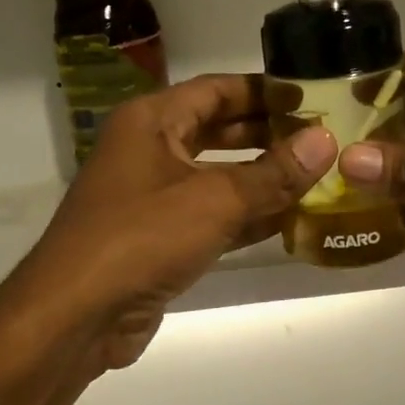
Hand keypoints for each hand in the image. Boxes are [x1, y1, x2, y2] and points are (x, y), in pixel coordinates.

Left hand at [0, 75, 335, 371]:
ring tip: (316, 177)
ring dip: (263, 179)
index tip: (311, 98)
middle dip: (268, 134)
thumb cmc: (141, 238)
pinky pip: (212, 217)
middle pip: (218, 131)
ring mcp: (153, 198)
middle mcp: (150, 151)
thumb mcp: (214, 199)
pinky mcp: (161, 240)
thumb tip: (326, 141)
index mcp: (151, 122)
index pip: (216, 90)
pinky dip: (247, 218)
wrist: (79, 315)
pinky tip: (289, 221)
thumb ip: (274, 173)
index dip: (264, 91)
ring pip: (218, 177)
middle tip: (320, 139)